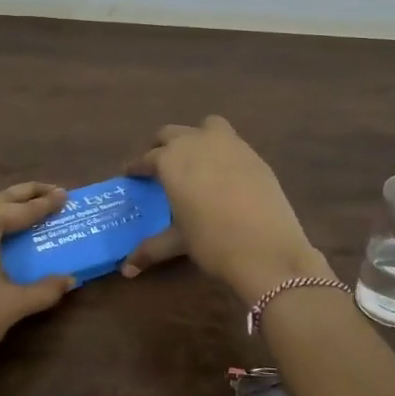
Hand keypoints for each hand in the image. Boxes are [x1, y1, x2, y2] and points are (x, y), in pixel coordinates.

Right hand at [120, 117, 328, 300]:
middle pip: (171, 134)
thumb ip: (150, 248)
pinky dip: (221, 150)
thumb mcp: (179, 242)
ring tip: (194, 161)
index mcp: (171, 160)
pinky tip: (223, 174)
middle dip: (161, 147)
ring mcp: (229, 144)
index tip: (131, 175)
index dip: (137, 167)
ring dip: (194, 138)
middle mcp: (196, 142)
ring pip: (205, 127)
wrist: (267, 250)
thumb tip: (126, 269)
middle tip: (159, 167)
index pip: (146, 158)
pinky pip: (230, 141)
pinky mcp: (254, 154)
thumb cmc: (213, 243)